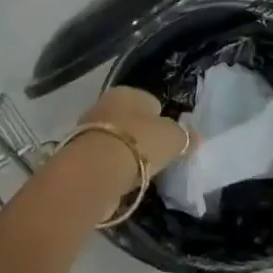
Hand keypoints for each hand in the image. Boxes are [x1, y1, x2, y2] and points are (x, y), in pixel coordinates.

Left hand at [73, 86, 189, 177]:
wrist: (96, 171)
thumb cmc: (140, 143)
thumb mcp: (173, 138)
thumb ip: (185, 137)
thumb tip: (195, 138)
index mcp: (128, 92)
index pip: (150, 102)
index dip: (162, 120)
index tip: (169, 140)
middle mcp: (104, 104)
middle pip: (131, 120)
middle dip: (141, 136)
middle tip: (155, 156)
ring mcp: (87, 129)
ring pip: (115, 140)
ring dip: (126, 153)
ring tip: (140, 172)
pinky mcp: (78, 156)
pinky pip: (104, 160)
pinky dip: (112, 169)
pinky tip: (122, 181)